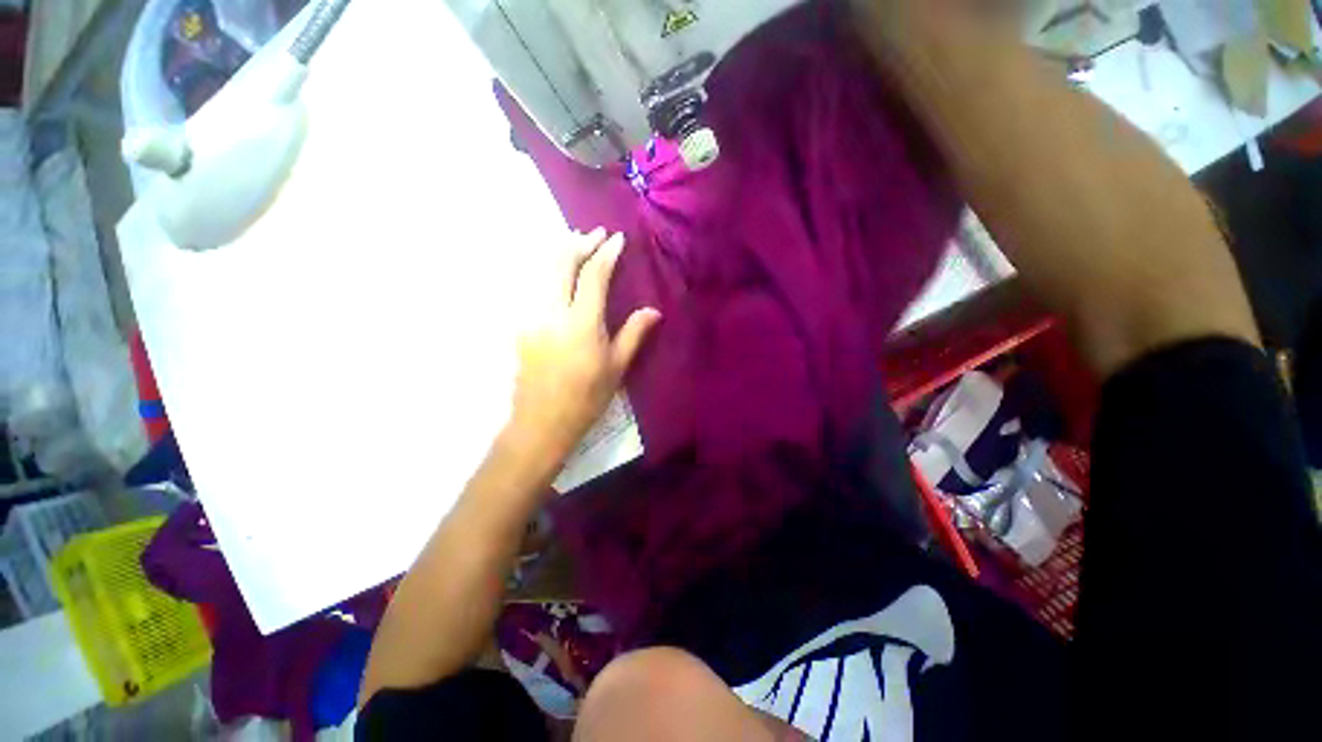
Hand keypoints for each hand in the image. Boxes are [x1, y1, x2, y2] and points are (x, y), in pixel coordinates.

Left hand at [506, 228, 660, 467]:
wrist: (542, 422)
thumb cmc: (586, 397)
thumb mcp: (616, 368)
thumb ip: (634, 334)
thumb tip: (653, 310)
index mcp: (581, 322)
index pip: (594, 275)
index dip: (606, 253)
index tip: (616, 239)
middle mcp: (552, 312)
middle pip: (561, 263)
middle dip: (579, 242)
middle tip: (594, 233)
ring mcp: (531, 317)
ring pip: (543, 272)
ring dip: (560, 253)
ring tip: (574, 243)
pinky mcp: (521, 327)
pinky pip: (534, 289)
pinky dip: (548, 273)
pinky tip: (557, 275)